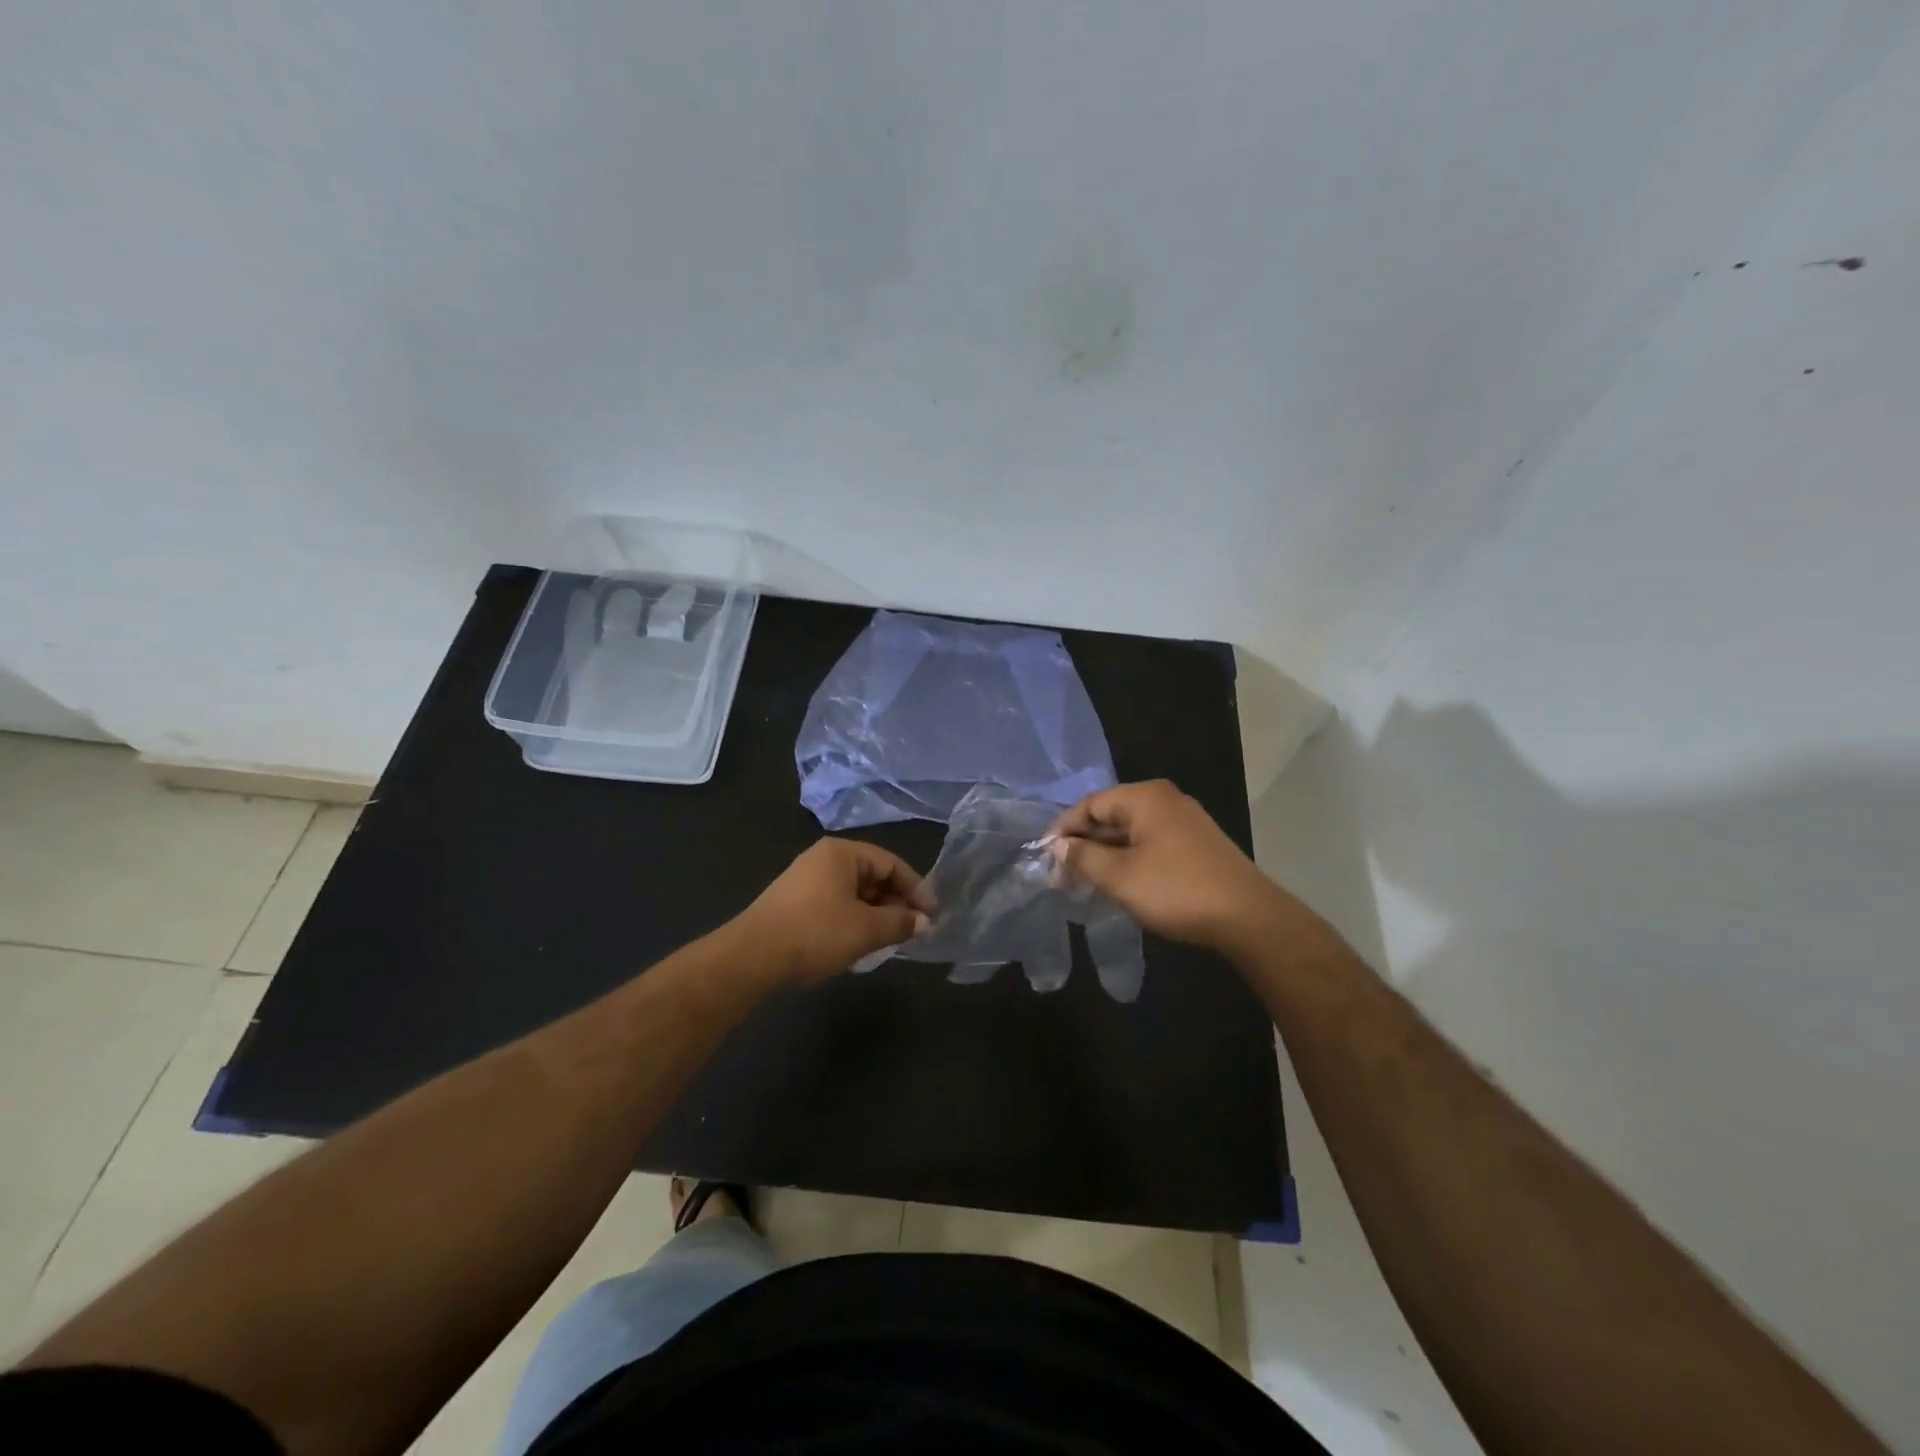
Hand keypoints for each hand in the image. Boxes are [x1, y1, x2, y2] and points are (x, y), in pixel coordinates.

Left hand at [736, 839, 932, 984]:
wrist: (751, 958)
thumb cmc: (815, 933)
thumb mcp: (866, 929)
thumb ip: (900, 923)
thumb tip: (925, 923)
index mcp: (842, 853)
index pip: (891, 863)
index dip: (916, 889)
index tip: (932, 916)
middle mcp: (824, 858)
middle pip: (872, 876)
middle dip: (896, 903)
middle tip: (913, 930)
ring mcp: (806, 879)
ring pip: (854, 892)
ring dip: (876, 914)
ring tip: (890, 939)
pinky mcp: (794, 902)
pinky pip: (836, 904)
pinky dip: (854, 919)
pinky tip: (859, 943)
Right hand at [1045, 780, 1280, 950]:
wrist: (1247, 917)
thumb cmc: (1176, 889)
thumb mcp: (1119, 876)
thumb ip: (1083, 857)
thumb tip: (1057, 847)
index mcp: (1145, 797)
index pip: (1090, 805)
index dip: (1062, 830)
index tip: (1043, 857)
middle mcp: (1165, 800)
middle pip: (1110, 815)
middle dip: (1083, 845)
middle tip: (1060, 875)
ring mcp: (1184, 822)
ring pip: (1130, 833)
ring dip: (1104, 855)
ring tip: (1082, 883)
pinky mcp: (1196, 845)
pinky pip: (1149, 844)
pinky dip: (1128, 860)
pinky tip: (1117, 884)